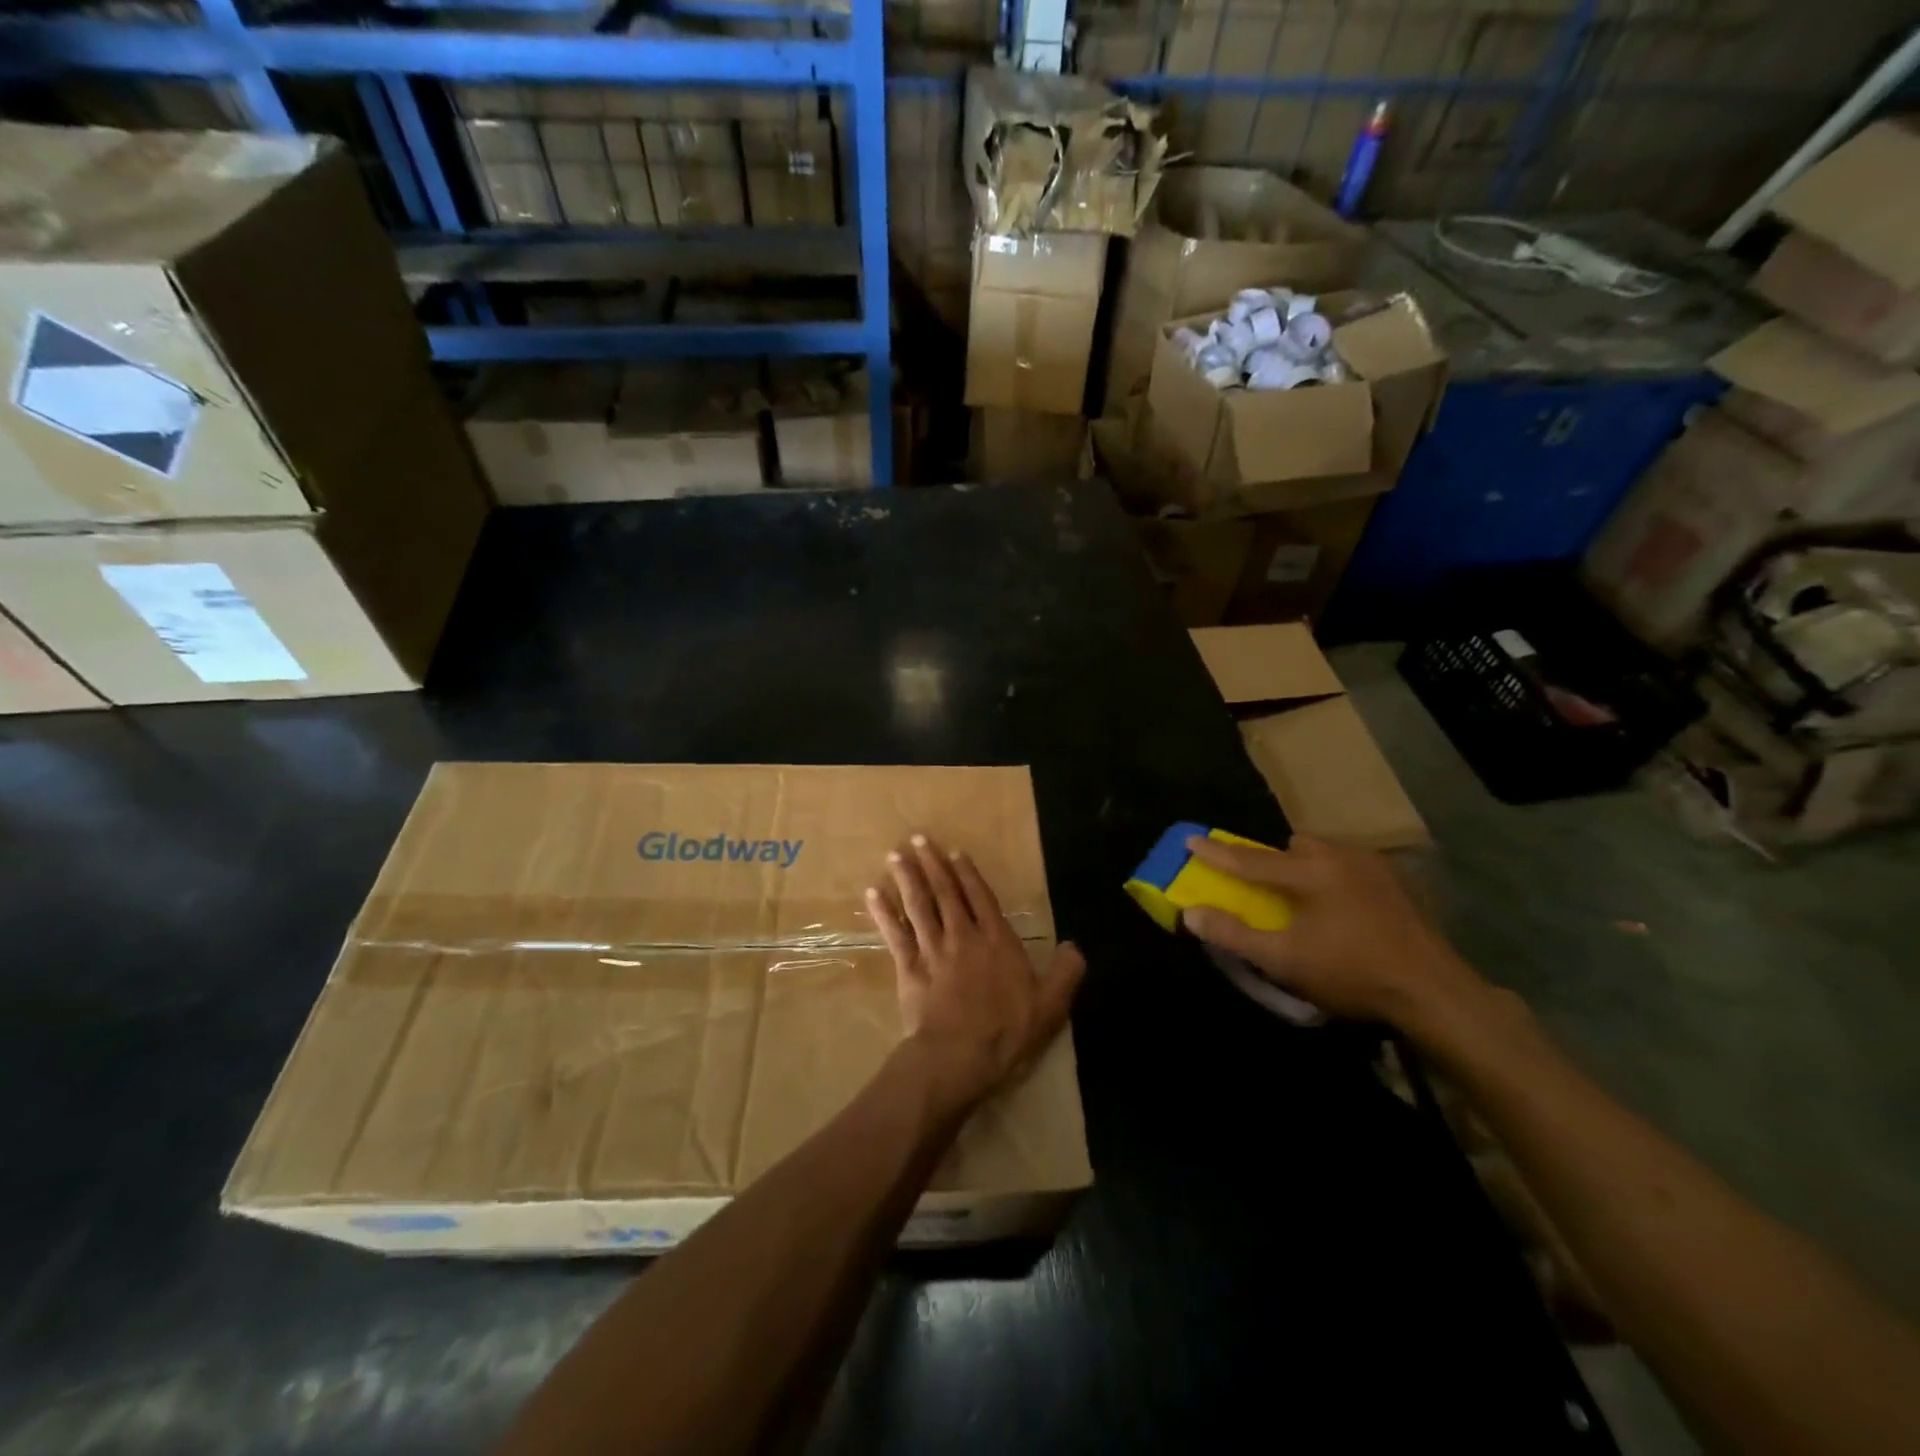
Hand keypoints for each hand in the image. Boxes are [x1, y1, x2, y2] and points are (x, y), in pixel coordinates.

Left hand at [868, 834, 1085, 1113]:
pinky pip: (894, 934)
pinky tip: (873, 894)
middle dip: (932, 864)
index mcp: (997, 941)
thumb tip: (1074, 946)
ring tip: (894, 856)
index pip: (981, 897)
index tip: (955, 853)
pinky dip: (883, 913)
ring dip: (907, 879)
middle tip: (918, 839)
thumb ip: (1065, 972)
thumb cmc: (1007, 1030)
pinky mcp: (909, 968)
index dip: (968, 874)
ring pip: (918, 906)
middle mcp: (963, 936)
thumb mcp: (1051, 1005)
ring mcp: (933, 950)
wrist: (960, 1056)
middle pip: (945, 893)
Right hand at [1180, 834, 1483, 1027]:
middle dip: (1275, 860)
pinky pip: (1352, 864)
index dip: (1217, 853)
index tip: (1190, 840)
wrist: (1434, 992)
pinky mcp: (1397, 880)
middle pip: (1294, 846)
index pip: (1250, 860)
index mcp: (1310, 873)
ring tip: (1309, 899)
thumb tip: (1191, 914)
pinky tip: (1346, 908)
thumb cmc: (1351, 974)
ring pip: (1326, 851)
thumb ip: (1234, 935)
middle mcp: (1340, 856)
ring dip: (1309, 865)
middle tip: (1271, 891)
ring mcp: (1374, 865)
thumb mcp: (1284, 961)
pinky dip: (1337, 875)